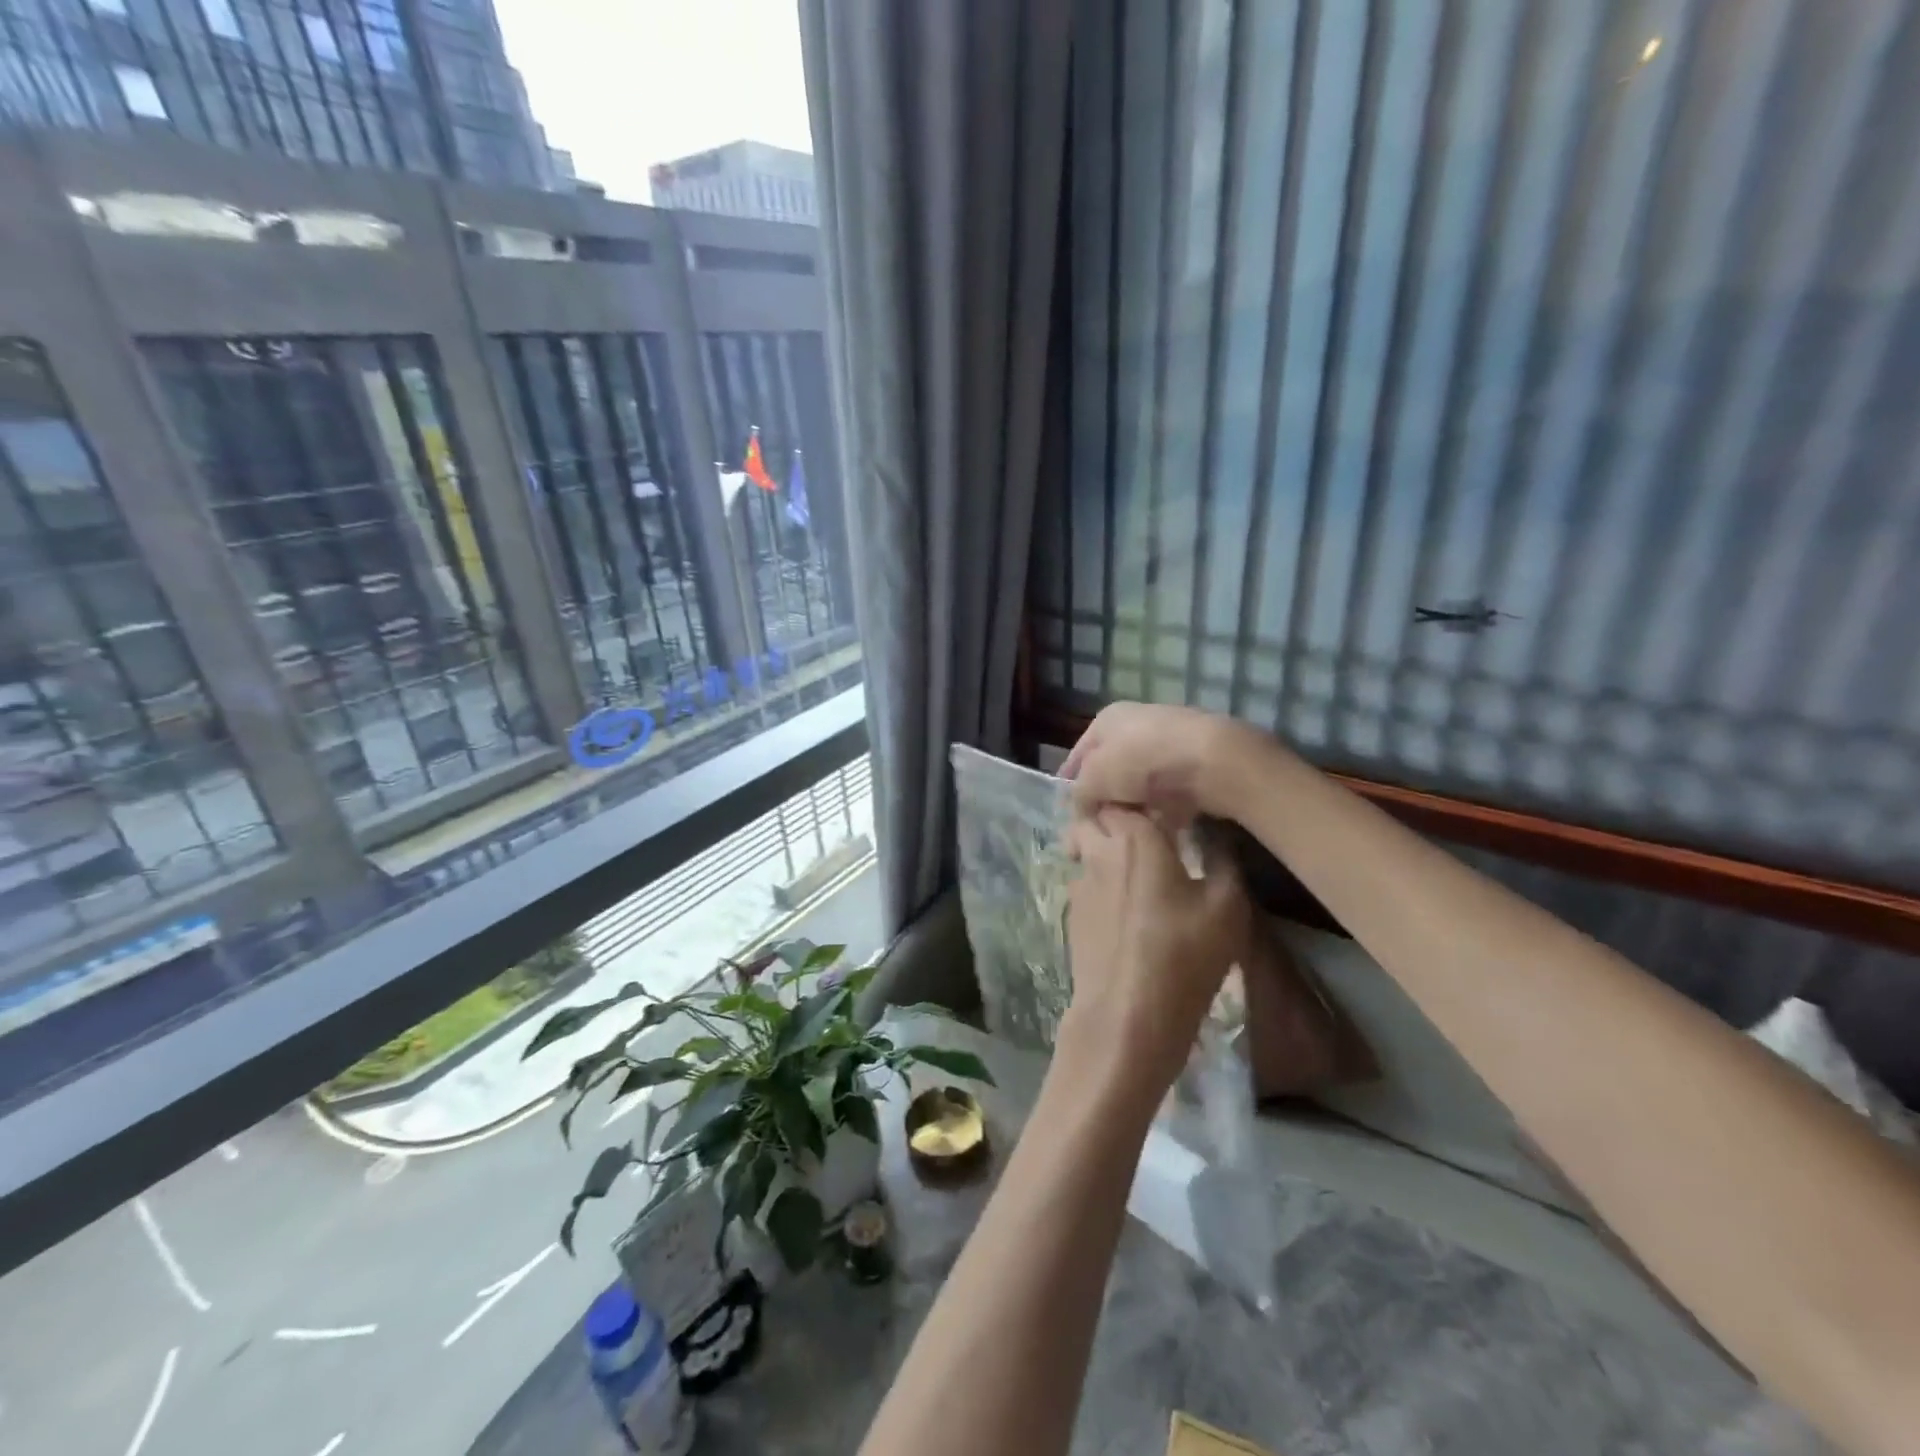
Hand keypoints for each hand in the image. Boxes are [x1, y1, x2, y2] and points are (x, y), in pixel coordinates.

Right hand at [1058, 702, 1259, 822]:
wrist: (1212, 761)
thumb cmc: (1141, 762)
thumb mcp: (1094, 779)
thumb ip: (1079, 795)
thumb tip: (1082, 809)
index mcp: (1106, 720)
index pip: (1078, 755)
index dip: (1070, 785)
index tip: (1069, 814)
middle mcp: (1136, 725)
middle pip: (1111, 771)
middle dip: (1105, 800)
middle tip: (1099, 828)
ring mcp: (1168, 744)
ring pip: (1139, 785)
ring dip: (1133, 807)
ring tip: (1128, 832)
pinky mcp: (1195, 766)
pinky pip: (1169, 794)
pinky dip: (1162, 811)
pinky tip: (1158, 828)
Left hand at [1058, 808, 1252, 1113]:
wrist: (1126, 1016)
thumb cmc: (1182, 955)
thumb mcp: (1226, 907)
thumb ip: (1222, 862)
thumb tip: (1215, 837)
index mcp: (1133, 837)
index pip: (1122, 792)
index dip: (1139, 792)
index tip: (1162, 801)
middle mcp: (1097, 851)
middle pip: (1093, 815)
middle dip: (1114, 815)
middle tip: (1148, 829)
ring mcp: (1078, 884)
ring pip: (1084, 848)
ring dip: (1104, 848)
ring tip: (1138, 867)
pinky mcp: (1071, 914)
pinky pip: (1084, 881)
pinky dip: (1101, 880)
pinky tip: (1126, 906)